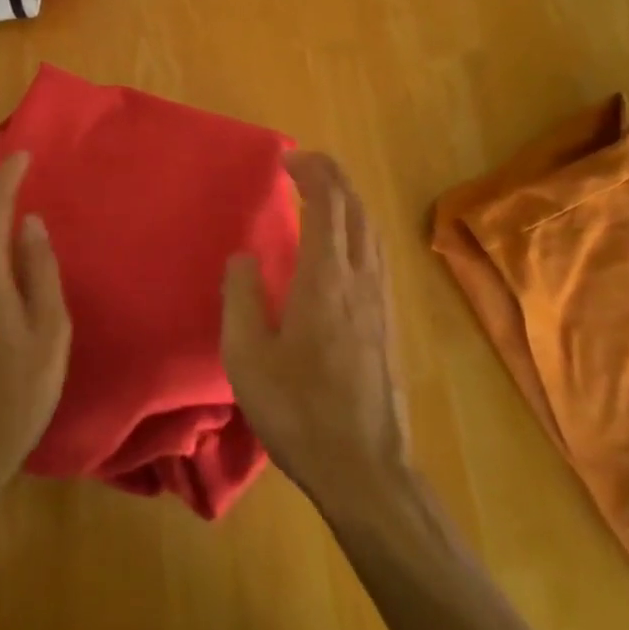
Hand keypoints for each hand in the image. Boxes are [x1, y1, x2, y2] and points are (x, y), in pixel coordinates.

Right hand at [221, 152, 409, 506]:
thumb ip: (240, 297)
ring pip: (371, 229)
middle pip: (355, 208)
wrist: (366, 470)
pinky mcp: (388, 322)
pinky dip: (357, 227)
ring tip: (323, 193)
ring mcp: (380, 300)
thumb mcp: (247, 357)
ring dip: (348, 200)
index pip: (327, 204)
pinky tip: (342, 244)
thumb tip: (243, 256)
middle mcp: (360, 278)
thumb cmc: (300, 411)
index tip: (287, 159)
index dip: (311, 172)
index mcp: (325, 278)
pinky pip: (375, 253)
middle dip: (332, 176)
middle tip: (304, 164)